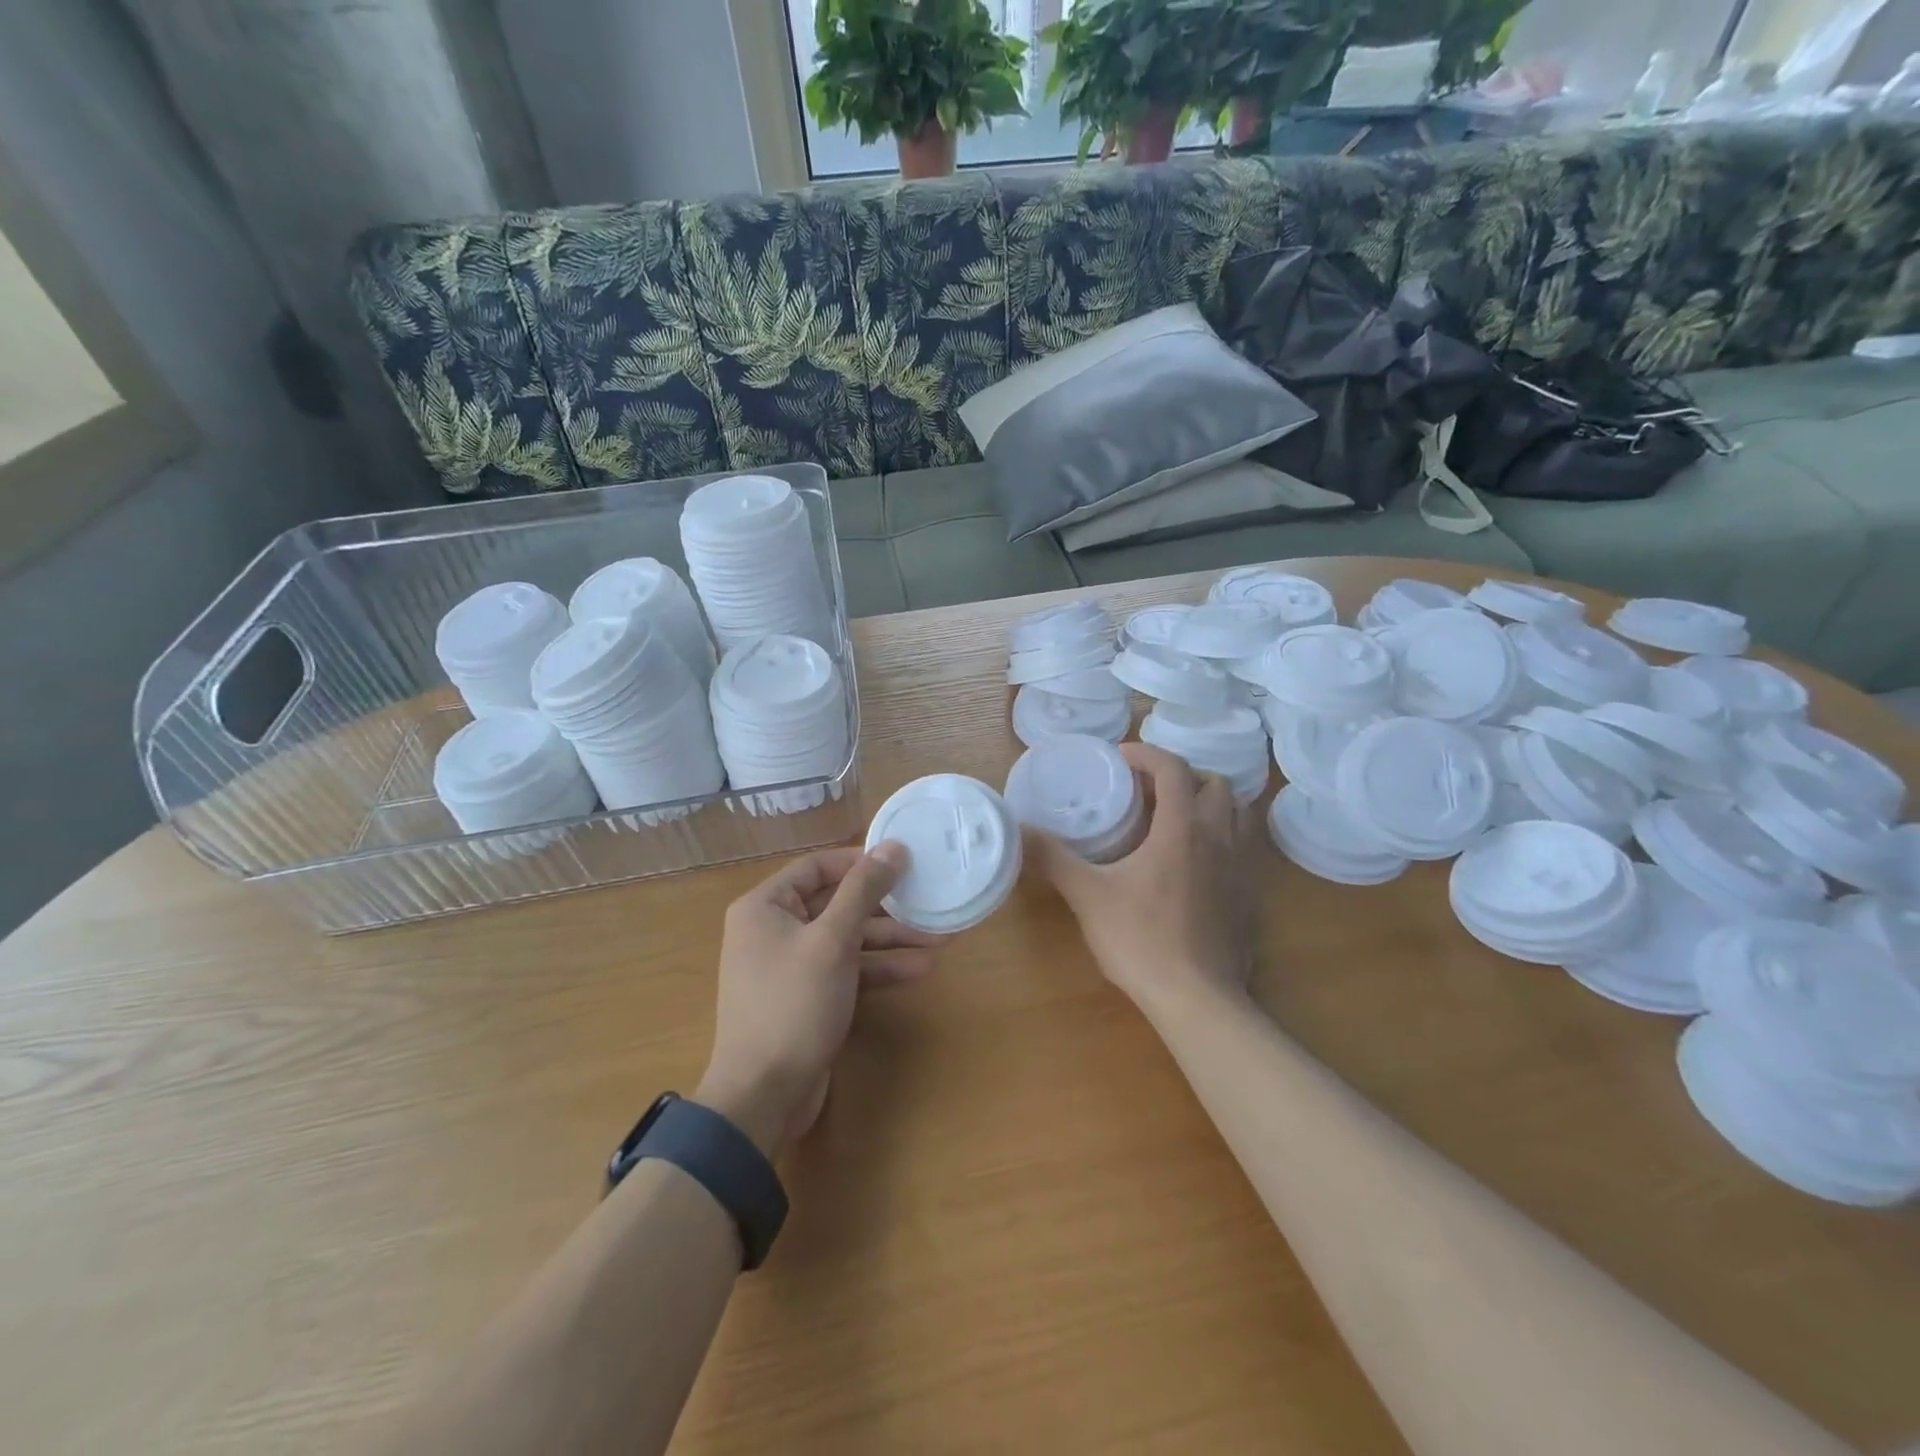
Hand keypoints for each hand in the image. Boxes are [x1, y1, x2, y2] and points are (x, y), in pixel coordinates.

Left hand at [698, 843, 943, 1157]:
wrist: (763, 1095)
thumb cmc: (793, 1005)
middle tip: (929, 899)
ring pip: (847, 939)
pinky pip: (846, 969)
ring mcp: (791, 965)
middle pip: (837, 903)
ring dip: (890, 939)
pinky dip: (878, 968)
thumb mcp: (833, 941)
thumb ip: (863, 890)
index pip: (818, 867)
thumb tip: (892, 846)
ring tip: (941, 937)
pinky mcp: (808, 996)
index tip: (904, 861)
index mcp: (765, 906)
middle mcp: (774, 929)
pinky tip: (919, 969)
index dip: (861, 861)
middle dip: (886, 906)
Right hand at [1025, 743, 1255, 1020]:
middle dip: (1182, 776)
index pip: (1173, 768)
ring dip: (1209, 803)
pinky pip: (1243, 847)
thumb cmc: (1142, 940)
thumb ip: (1053, 858)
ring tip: (1175, 818)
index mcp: (1182, 828)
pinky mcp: (1248, 896)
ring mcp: (1241, 868)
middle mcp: (1219, 838)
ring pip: (1237, 813)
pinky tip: (1194, 862)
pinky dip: (1222, 836)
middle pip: (1214, 784)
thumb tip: (1019, 829)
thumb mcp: (1088, 896)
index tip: (1120, 757)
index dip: (1146, 753)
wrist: (1198, 1000)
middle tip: (1148, 791)